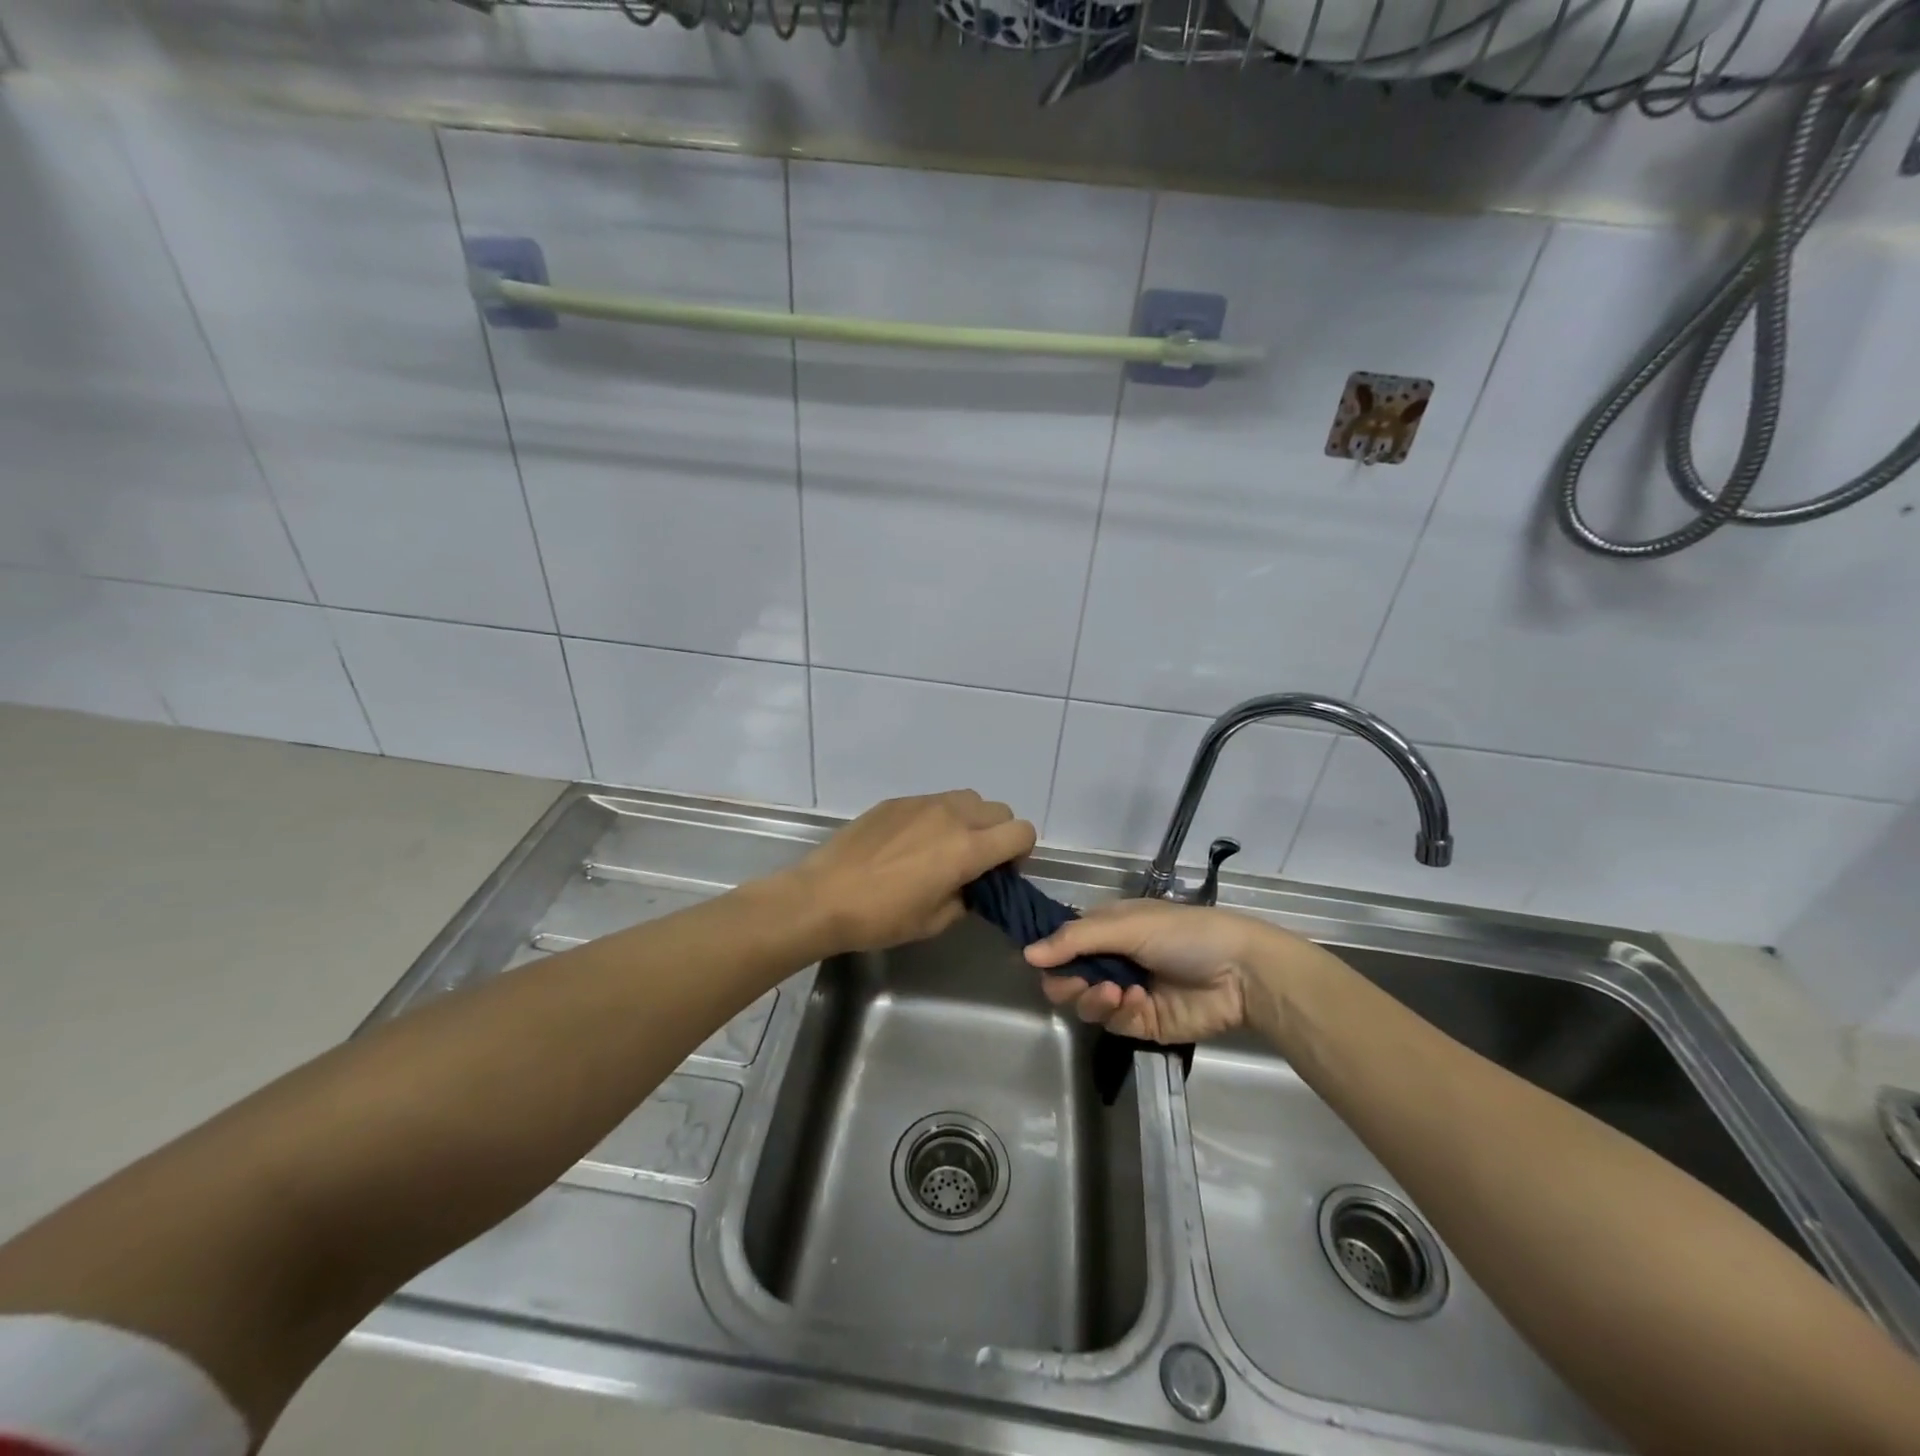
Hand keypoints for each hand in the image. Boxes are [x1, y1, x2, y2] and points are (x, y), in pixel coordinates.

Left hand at [788, 790, 1036, 955]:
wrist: (823, 896)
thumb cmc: (881, 917)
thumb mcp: (934, 921)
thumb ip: (966, 898)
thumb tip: (972, 886)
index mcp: (968, 848)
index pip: (1022, 832)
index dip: (1020, 853)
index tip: (1000, 874)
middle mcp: (952, 816)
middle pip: (999, 810)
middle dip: (998, 835)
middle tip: (976, 862)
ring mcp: (922, 803)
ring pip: (968, 799)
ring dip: (971, 820)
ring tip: (945, 848)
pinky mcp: (897, 801)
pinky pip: (934, 801)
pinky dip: (939, 817)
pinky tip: (911, 843)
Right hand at [1024, 899, 1276, 1043]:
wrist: (1240, 973)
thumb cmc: (1183, 934)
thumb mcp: (1127, 926)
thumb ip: (1075, 940)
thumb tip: (1026, 954)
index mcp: (1107, 929)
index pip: (1063, 942)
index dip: (1049, 953)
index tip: (1041, 963)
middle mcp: (1112, 960)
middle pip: (1067, 978)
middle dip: (1068, 982)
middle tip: (1079, 983)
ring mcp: (1126, 993)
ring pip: (1086, 1004)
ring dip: (1096, 998)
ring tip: (1119, 992)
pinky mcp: (1142, 1023)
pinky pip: (1114, 1024)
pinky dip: (1123, 1013)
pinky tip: (1140, 1002)